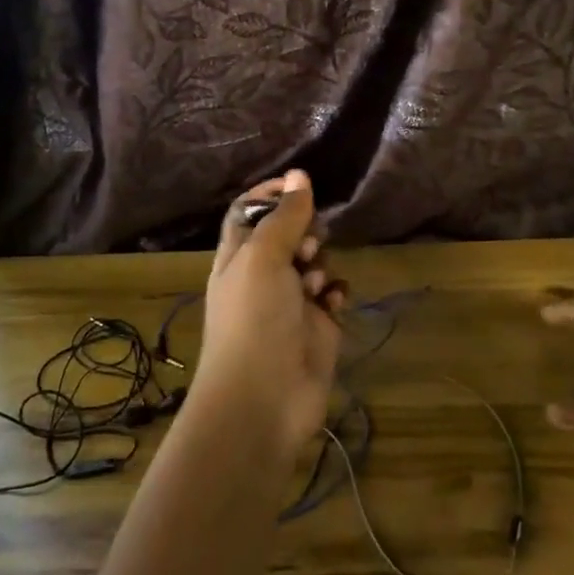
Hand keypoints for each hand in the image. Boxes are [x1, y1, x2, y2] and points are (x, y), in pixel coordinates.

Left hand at [194, 170, 345, 460]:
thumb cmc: (254, 320)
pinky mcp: (318, 326)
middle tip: (308, 245)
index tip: (299, 186)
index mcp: (238, 256)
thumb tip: (299, 174)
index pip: (250, 210)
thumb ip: (284, 216)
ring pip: (315, 262)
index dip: (272, 194)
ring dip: (321, 264)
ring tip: (315, 284)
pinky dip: (335, 293)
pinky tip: (332, 303)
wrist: (264, 400)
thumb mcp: (263, 258)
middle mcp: (263, 275)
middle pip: (289, 233)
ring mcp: (291, 302)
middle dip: (305, 231)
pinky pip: (332, 295)